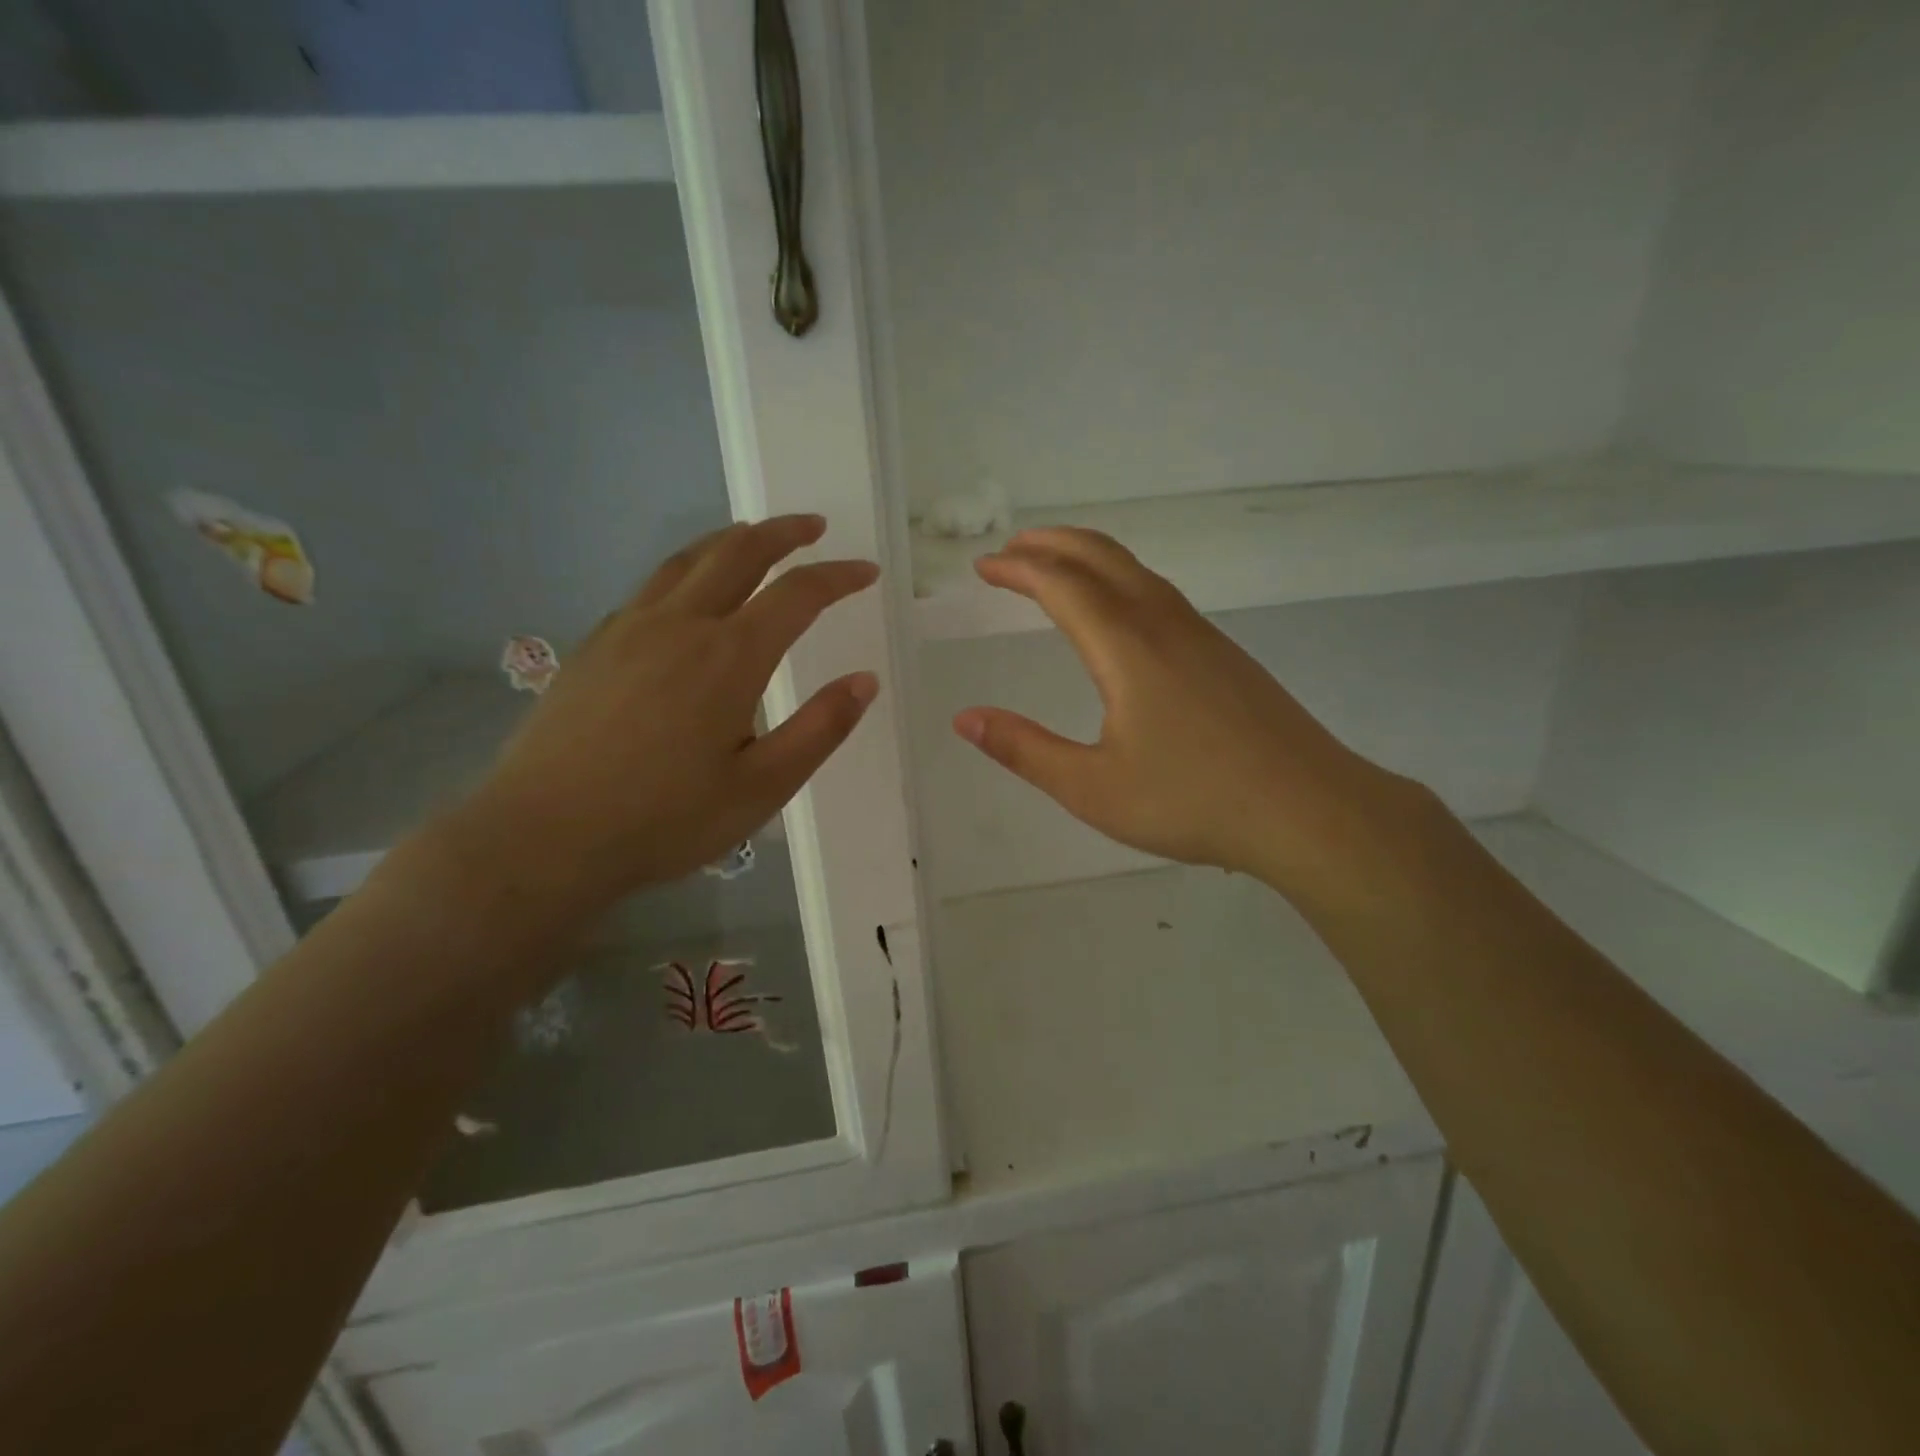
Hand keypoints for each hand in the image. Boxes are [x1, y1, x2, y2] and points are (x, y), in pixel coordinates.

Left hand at [453, 515, 879, 919]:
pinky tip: (686, 594)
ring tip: (753, 536)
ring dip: (730, 540)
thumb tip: (865, 681)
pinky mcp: (595, 646)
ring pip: (687, 560)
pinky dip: (686, 571)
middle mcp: (681, 625)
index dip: (838, 576)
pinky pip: (650, 587)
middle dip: (783, 533)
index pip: (798, 594)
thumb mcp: (762, 788)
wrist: (543, 836)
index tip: (866, 571)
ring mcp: (629, 629)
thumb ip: (820, 730)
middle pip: (738, 553)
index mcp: (730, 657)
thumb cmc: (665, 819)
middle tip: (812, 527)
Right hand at [952, 528, 1414, 896]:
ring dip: (1089, 558)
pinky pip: (1159, 593)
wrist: (1308, 810)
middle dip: (1051, 544)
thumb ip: (1024, 749)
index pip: (1061, 584)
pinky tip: (1119, 612)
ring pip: (1136, 571)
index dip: (1018, 569)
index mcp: (1126, 647)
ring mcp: (1201, 635)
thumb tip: (965, 719)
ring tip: (1056, 567)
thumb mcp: (1092, 787)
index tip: (984, 567)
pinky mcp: (1224, 654)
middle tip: (1011, 549)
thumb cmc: (1192, 801)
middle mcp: (1163, 624)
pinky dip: (1120, 580)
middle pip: (1102, 557)